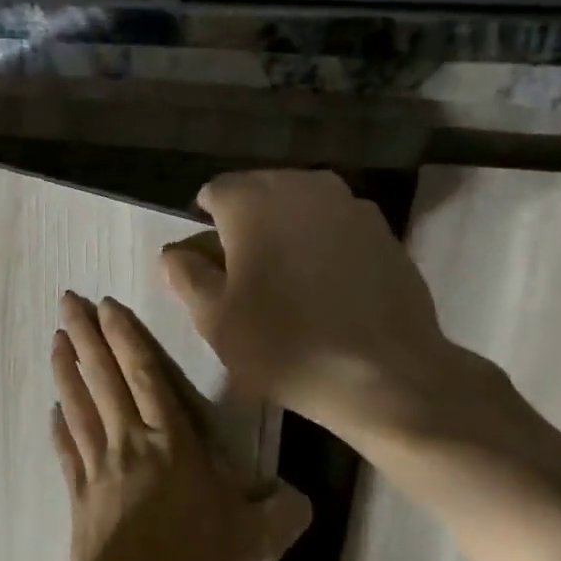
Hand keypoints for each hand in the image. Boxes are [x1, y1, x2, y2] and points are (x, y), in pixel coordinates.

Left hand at [48, 292, 309, 560]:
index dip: (127, 338)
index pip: (147, 377)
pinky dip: (59, 427)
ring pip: (79, 406)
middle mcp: (130, 445)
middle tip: (67, 301)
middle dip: (86, 336)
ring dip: (67, 370)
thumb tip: (296, 495)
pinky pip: (67, 451)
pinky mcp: (78, 497)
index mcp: (173, 445)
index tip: (106, 306)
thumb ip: (283, 513)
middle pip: (104, 379)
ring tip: (55, 338)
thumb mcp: (258, 544)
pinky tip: (53, 410)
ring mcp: (98, 469)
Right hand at [160, 170, 489, 451]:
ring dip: (285, 231)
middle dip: (245, 224)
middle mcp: (301, 186)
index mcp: (252, 200)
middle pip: (258, 192)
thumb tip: (175, 252)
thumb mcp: (213, 317)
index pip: (214, 192)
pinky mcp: (383, 230)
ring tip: (287, 281)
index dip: (206, 228)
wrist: (385, 374)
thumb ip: (185, 274)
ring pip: (299, 206)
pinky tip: (326, 287)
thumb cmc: (284, 344)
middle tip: (246, 276)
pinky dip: (322, 244)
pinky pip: (335, 226)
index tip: (212, 268)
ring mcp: (349, 204)